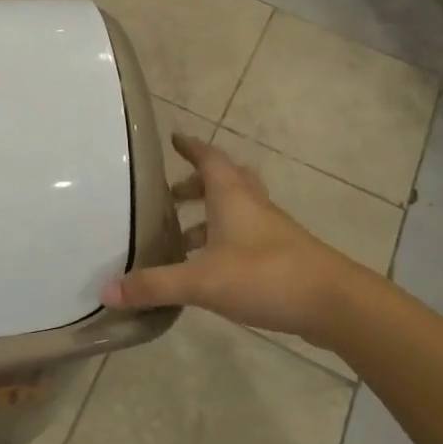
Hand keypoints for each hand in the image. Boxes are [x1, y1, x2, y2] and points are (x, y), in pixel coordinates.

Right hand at [102, 133, 347, 338]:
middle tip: (172, 195)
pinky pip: (246, 237)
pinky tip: (210, 269)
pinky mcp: (282, 257)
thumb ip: (155, 285)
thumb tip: (107, 290)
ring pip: (237, 210)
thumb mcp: (202, 281)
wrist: (335, 303)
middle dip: (197, 183)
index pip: (209, 159)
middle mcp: (253, 207)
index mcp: (232, 197)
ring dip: (210, 216)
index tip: (174, 139)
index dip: (191, 147)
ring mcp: (271, 232)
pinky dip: (224, 241)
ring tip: (182, 238)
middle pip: (225, 181)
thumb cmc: (266, 276)